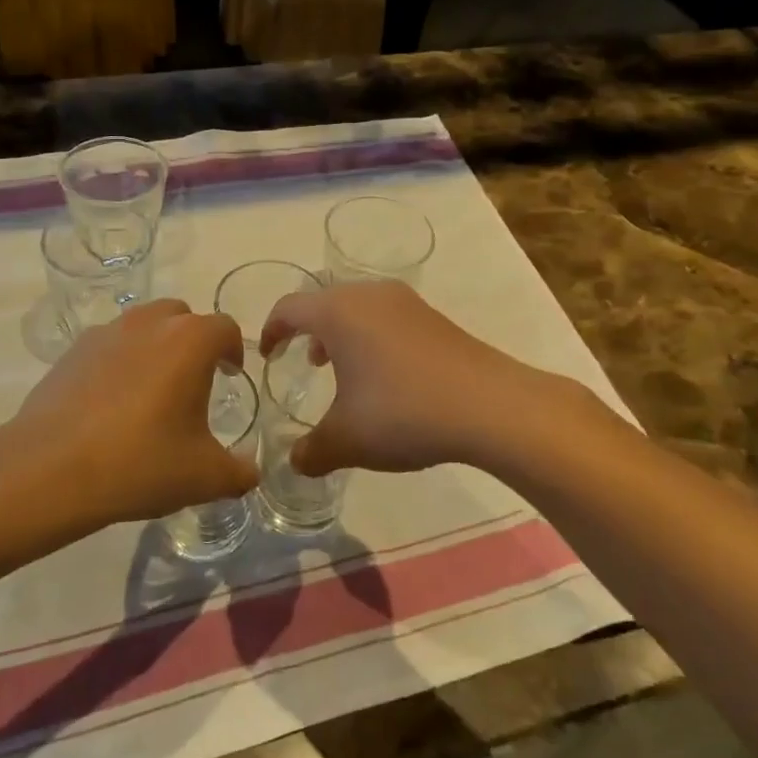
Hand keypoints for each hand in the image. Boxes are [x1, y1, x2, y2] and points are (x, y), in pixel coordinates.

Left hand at [14, 301, 251, 525]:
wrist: (50, 470)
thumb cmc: (140, 463)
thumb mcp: (203, 477)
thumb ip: (238, 472)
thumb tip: (251, 472)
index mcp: (189, 341)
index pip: (225, 328)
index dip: (233, 350)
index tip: (231, 375)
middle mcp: (150, 323)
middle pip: (182, 317)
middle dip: (194, 341)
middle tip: (194, 380)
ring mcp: (106, 333)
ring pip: (143, 326)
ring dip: (156, 346)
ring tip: (152, 389)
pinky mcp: (72, 351)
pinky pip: (109, 345)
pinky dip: (120, 361)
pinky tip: (112, 402)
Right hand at [259, 282, 589, 478]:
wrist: (490, 405)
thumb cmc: (403, 413)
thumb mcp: (347, 440)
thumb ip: (311, 451)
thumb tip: (294, 462)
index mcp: (338, 312)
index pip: (289, 308)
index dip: (270, 331)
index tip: (266, 356)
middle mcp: (369, 295)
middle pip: (324, 302)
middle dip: (307, 330)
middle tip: (303, 362)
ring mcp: (406, 302)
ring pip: (358, 307)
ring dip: (342, 334)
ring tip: (341, 368)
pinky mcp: (434, 317)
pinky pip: (387, 317)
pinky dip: (372, 337)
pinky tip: (385, 376)